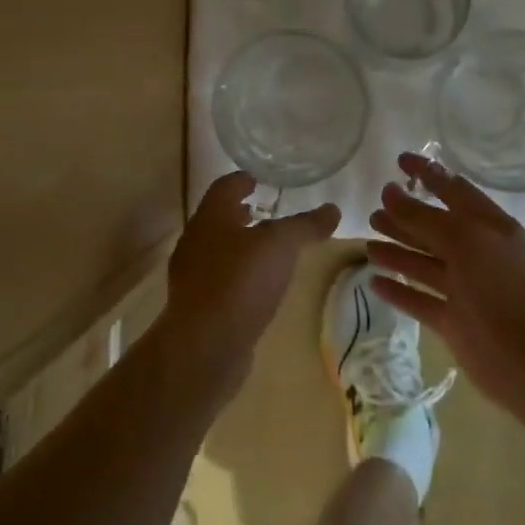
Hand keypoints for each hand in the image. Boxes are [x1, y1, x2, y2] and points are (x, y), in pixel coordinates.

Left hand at [158, 172, 339, 402]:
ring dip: (238, 244)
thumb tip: (332, 208)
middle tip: (263, 210)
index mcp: (211, 218)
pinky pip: (219, 279)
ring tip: (265, 249)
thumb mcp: (281, 246)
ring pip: (217, 249)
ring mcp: (192, 276)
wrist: (205, 345)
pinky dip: (237, 273)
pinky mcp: (197, 306)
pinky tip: (256, 285)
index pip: (224, 187)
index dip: (241, 180)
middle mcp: (196, 241)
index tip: (257, 178)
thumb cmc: (241, 282)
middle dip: (239, 213)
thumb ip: (305, 226)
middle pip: (217, 218)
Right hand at [367, 152, 524, 416]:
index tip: (399, 161)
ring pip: (425, 264)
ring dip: (398, 251)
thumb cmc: (503, 289)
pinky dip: (399, 290)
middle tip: (374, 208)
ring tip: (368, 241)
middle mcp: (477, 253)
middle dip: (406, 216)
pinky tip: (374, 281)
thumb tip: (389, 192)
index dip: (428, 174)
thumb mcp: (465, 241)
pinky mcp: (454, 321)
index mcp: (489, 227)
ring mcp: (465, 289)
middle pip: (435, 228)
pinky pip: (420, 299)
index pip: (454, 190)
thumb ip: (424, 217)